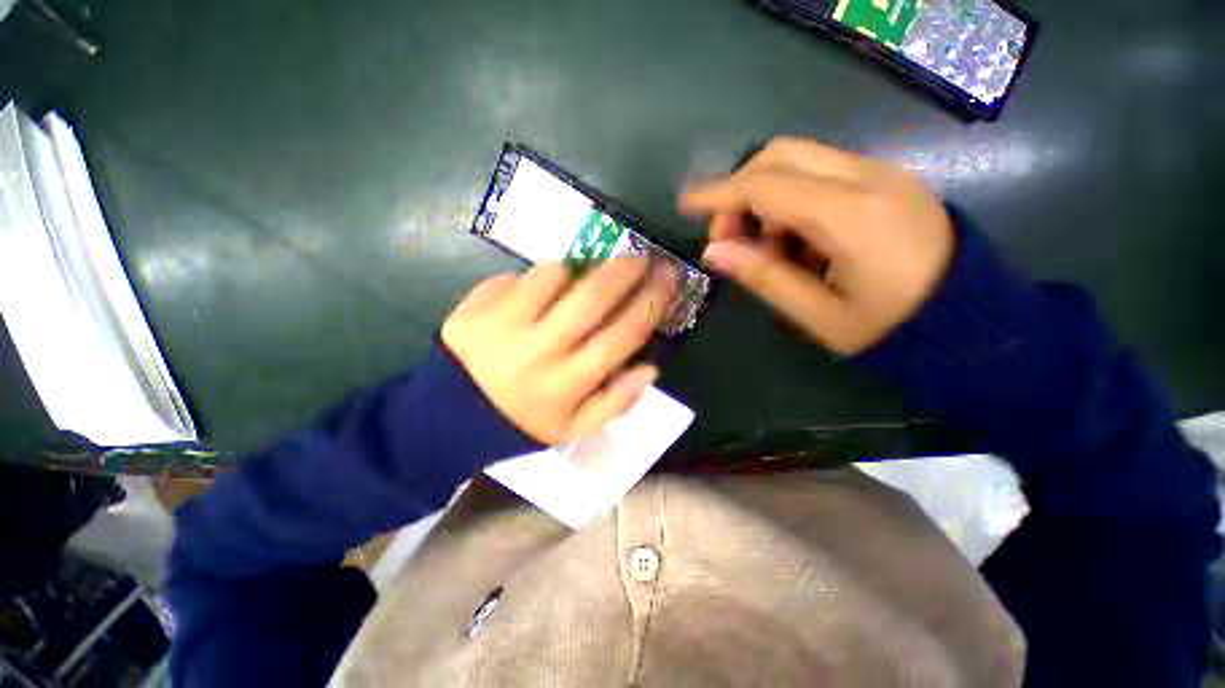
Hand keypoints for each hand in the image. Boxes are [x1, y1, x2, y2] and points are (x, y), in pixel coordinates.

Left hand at [442, 258, 676, 444]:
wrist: (450, 418)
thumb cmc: (523, 422)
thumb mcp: (574, 429)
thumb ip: (616, 403)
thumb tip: (650, 368)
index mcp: (568, 384)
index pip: (622, 335)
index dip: (650, 303)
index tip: (666, 280)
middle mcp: (541, 352)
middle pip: (592, 298)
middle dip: (623, 270)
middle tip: (639, 256)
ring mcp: (504, 327)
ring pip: (552, 275)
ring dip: (574, 270)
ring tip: (578, 277)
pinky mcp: (475, 310)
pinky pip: (516, 276)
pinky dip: (535, 277)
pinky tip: (537, 290)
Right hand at [679, 137, 954, 355]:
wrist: (973, 318)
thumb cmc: (892, 328)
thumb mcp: (818, 315)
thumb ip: (763, 277)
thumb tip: (714, 252)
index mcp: (851, 216)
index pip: (766, 186)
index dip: (719, 193)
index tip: (686, 204)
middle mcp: (869, 178)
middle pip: (782, 154)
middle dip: (741, 190)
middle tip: (731, 235)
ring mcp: (883, 173)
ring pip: (801, 160)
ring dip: (767, 197)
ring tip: (769, 248)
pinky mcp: (888, 180)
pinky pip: (823, 173)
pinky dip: (793, 199)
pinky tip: (799, 240)